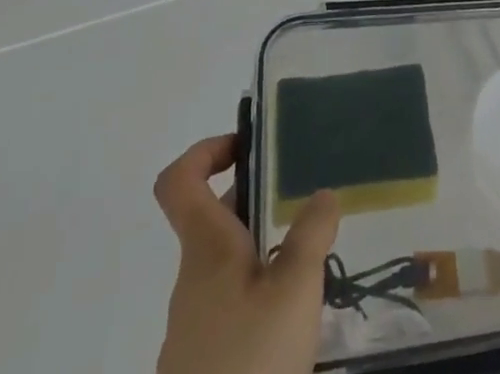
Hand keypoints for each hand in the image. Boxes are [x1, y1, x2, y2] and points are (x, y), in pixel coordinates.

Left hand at [154, 135, 338, 373]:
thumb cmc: (252, 362)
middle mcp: (192, 280)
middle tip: (305, 200)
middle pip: (213, 218)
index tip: (250, 147)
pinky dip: (261, 293)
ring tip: (314, 259)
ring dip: (264, 249)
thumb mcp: (295, 289)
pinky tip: (297, 317)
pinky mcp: (205, 365)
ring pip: (226, 264)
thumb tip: (321, 193)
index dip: (206, 150)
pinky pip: (231, 305)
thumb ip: (311, 232)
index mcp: (206, 250)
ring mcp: (194, 327)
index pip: (178, 182)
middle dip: (257, 201)